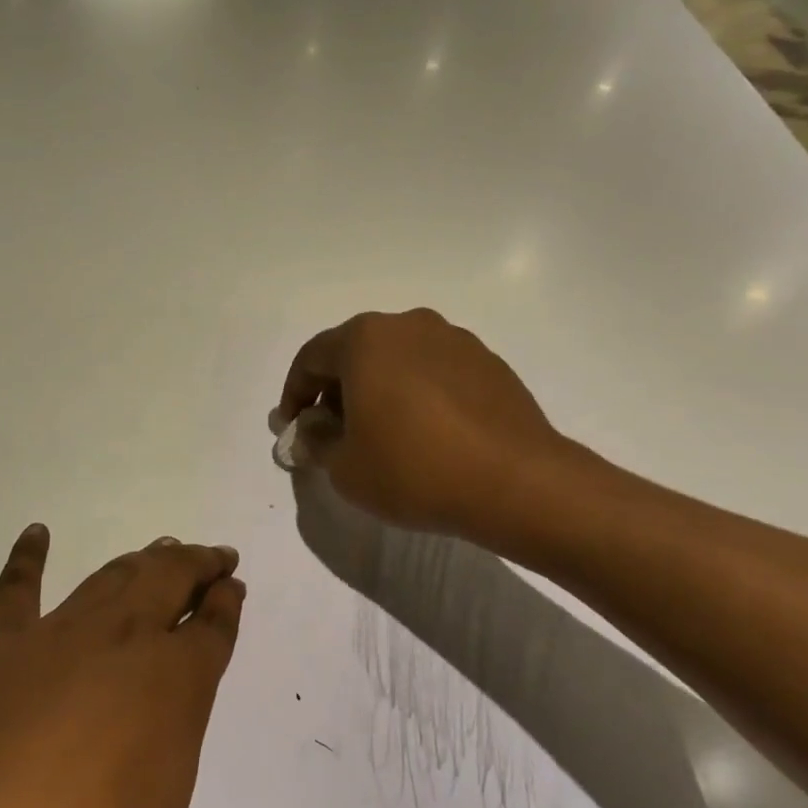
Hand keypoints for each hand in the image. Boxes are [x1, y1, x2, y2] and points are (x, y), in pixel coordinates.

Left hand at [0, 527, 306, 807]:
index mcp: (171, 687)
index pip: (211, 630)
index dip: (226, 604)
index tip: (235, 585)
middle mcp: (121, 643)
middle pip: (168, 582)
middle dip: (195, 564)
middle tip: (212, 553)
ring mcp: (55, 636)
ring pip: (111, 578)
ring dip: (141, 559)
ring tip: (159, 547)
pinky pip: (14, 589)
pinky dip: (25, 557)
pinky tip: (33, 534)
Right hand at [277, 308, 565, 541]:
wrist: (517, 482)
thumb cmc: (414, 469)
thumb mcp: (345, 467)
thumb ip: (316, 443)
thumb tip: (311, 431)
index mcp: (365, 339)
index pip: (311, 358)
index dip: (293, 394)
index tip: (291, 428)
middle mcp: (408, 325)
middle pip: (355, 352)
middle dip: (336, 390)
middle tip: (333, 431)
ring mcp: (453, 340)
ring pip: (397, 359)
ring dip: (379, 389)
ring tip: (382, 432)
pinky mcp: (488, 362)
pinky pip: (434, 372)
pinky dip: (418, 394)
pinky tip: (426, 433)